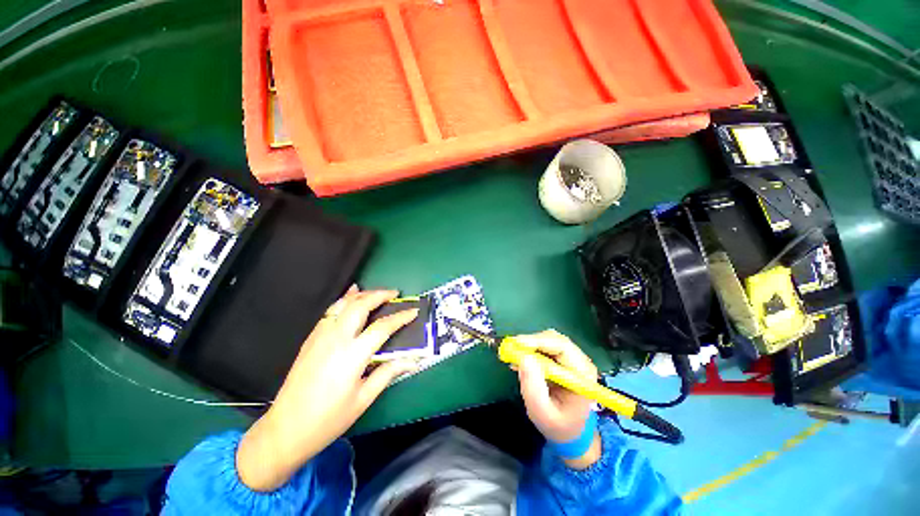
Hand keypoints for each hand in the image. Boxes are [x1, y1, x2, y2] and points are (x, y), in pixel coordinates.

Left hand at [237, 286, 419, 490]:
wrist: (285, 429)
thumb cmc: (329, 419)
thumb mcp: (363, 399)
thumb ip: (388, 373)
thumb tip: (412, 360)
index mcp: (352, 355)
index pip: (382, 327)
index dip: (400, 317)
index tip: (413, 311)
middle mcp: (336, 339)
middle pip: (360, 306)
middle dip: (380, 295)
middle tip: (395, 293)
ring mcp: (321, 336)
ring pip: (343, 304)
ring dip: (362, 294)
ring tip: (376, 293)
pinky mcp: (311, 339)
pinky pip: (330, 311)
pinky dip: (343, 300)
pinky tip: (349, 296)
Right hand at [516, 329, 601, 469]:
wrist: (569, 432)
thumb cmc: (558, 425)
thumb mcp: (543, 413)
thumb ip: (533, 388)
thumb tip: (524, 358)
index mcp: (582, 374)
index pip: (562, 347)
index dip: (539, 341)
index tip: (518, 343)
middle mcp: (580, 361)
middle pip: (555, 339)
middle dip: (532, 342)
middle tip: (512, 349)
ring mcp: (571, 358)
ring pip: (549, 340)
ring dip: (531, 345)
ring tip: (516, 357)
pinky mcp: (562, 359)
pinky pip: (545, 346)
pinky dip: (531, 349)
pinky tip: (521, 360)